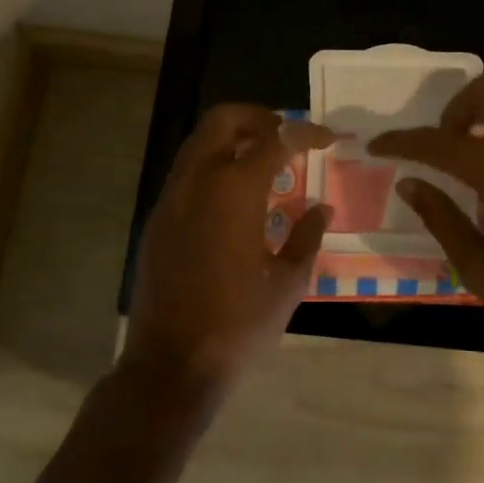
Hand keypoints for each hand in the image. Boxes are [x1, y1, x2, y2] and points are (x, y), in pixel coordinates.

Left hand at [124, 105, 336, 392]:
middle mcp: (198, 181)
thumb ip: (307, 236)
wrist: (171, 364)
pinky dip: (213, 165)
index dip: (305, 133)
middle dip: (258, 117)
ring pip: (199, 142)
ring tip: (264, 163)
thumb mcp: (288, 282)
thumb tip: (322, 208)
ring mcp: (171, 198)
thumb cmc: (238, 323)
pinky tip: (234, 198)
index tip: (326, 138)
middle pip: (223, 120)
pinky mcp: (157, 220)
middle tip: (285, 136)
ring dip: (232, 139)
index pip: (275, 140)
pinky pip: (186, 172)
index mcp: (235, 190)